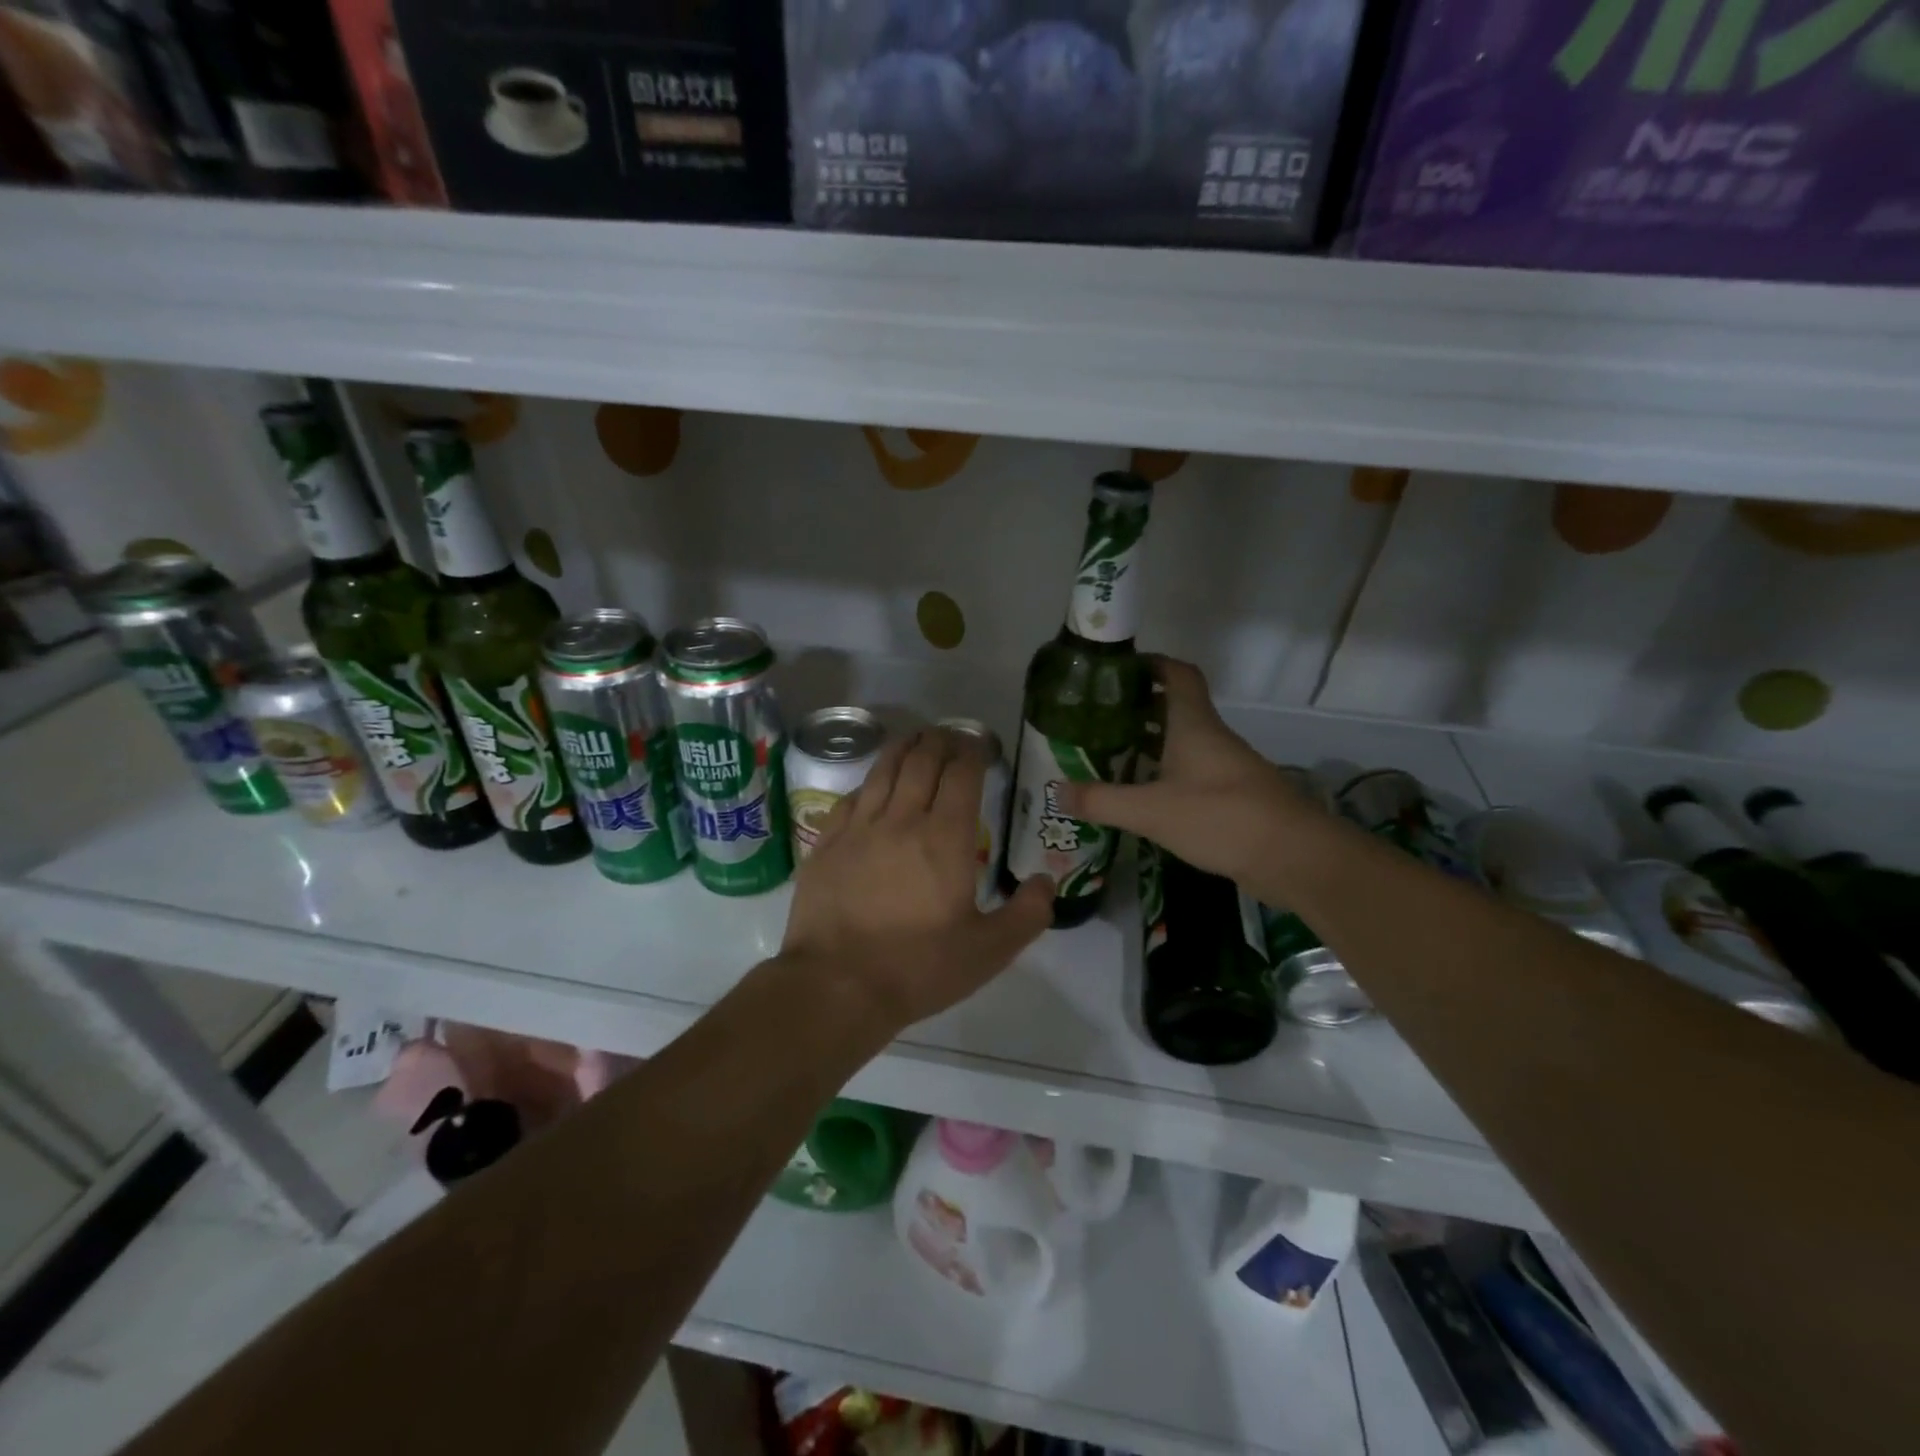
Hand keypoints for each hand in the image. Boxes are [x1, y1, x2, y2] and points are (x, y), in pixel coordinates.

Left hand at [781, 729, 1054, 1031]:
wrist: (836, 985)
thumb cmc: (918, 967)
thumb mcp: (988, 951)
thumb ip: (1027, 914)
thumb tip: (1047, 881)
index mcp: (945, 838)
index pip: (961, 775)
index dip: (973, 753)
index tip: (982, 747)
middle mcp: (901, 819)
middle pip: (922, 761)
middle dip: (941, 741)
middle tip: (952, 736)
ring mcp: (859, 828)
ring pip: (883, 770)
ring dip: (904, 748)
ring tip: (916, 739)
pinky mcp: (827, 843)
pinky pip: (851, 798)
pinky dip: (869, 783)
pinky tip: (874, 785)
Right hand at [1059, 658, 1314, 884]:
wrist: (1294, 857)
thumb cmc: (1220, 817)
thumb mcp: (1150, 810)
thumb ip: (1101, 800)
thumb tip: (1057, 791)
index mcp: (1193, 724)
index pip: (1176, 674)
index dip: (1151, 664)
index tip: (1117, 670)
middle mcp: (1211, 737)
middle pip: (1175, 707)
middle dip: (1138, 708)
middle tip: (1098, 719)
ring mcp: (1226, 767)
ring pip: (1184, 742)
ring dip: (1151, 743)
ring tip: (1111, 756)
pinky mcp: (1234, 796)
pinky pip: (1193, 772)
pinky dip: (1166, 773)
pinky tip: (1145, 795)